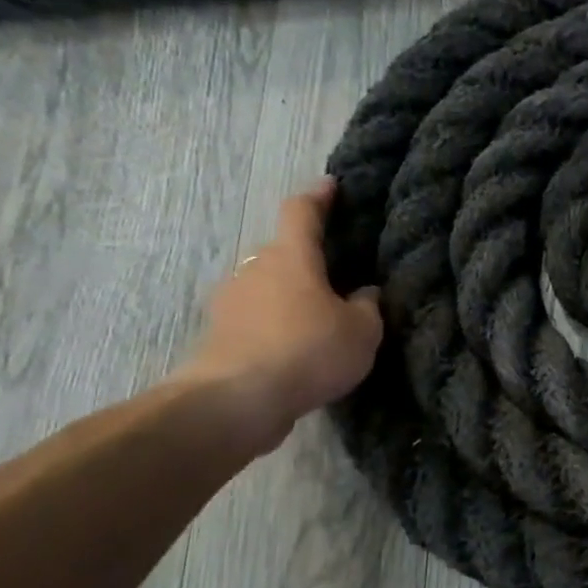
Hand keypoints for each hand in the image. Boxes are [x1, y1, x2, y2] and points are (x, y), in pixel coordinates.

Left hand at [174, 178, 383, 453]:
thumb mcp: (362, 331)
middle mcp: (256, 269)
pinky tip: (297, 349)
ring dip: (291, 296)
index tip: (331, 186)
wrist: (236, 401)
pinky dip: (276, 325)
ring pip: (267, 287)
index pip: (302, 212)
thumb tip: (365, 293)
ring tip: (320, 318)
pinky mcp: (220, 335)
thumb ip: (367, 306)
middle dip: (308, 260)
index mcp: (292, 257)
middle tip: (338, 276)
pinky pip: (256, 318)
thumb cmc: (308, 351)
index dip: (319, 197)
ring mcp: (231, 301)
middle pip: (284, 253)